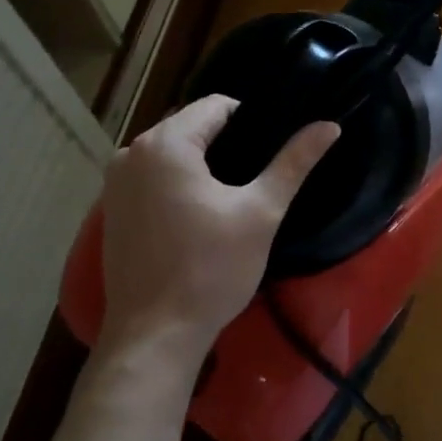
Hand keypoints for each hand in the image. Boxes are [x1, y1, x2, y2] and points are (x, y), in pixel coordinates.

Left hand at [96, 96, 338, 360]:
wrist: (156, 334)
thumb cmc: (211, 269)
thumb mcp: (261, 212)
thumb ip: (294, 162)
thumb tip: (330, 125)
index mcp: (165, 144)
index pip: (216, 105)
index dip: (252, 120)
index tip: (274, 152)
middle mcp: (131, 152)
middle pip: (190, 126)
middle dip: (227, 143)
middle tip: (259, 177)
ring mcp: (115, 182)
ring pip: (172, 153)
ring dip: (202, 164)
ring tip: (235, 196)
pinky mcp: (112, 209)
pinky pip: (153, 177)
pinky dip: (178, 183)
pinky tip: (201, 215)